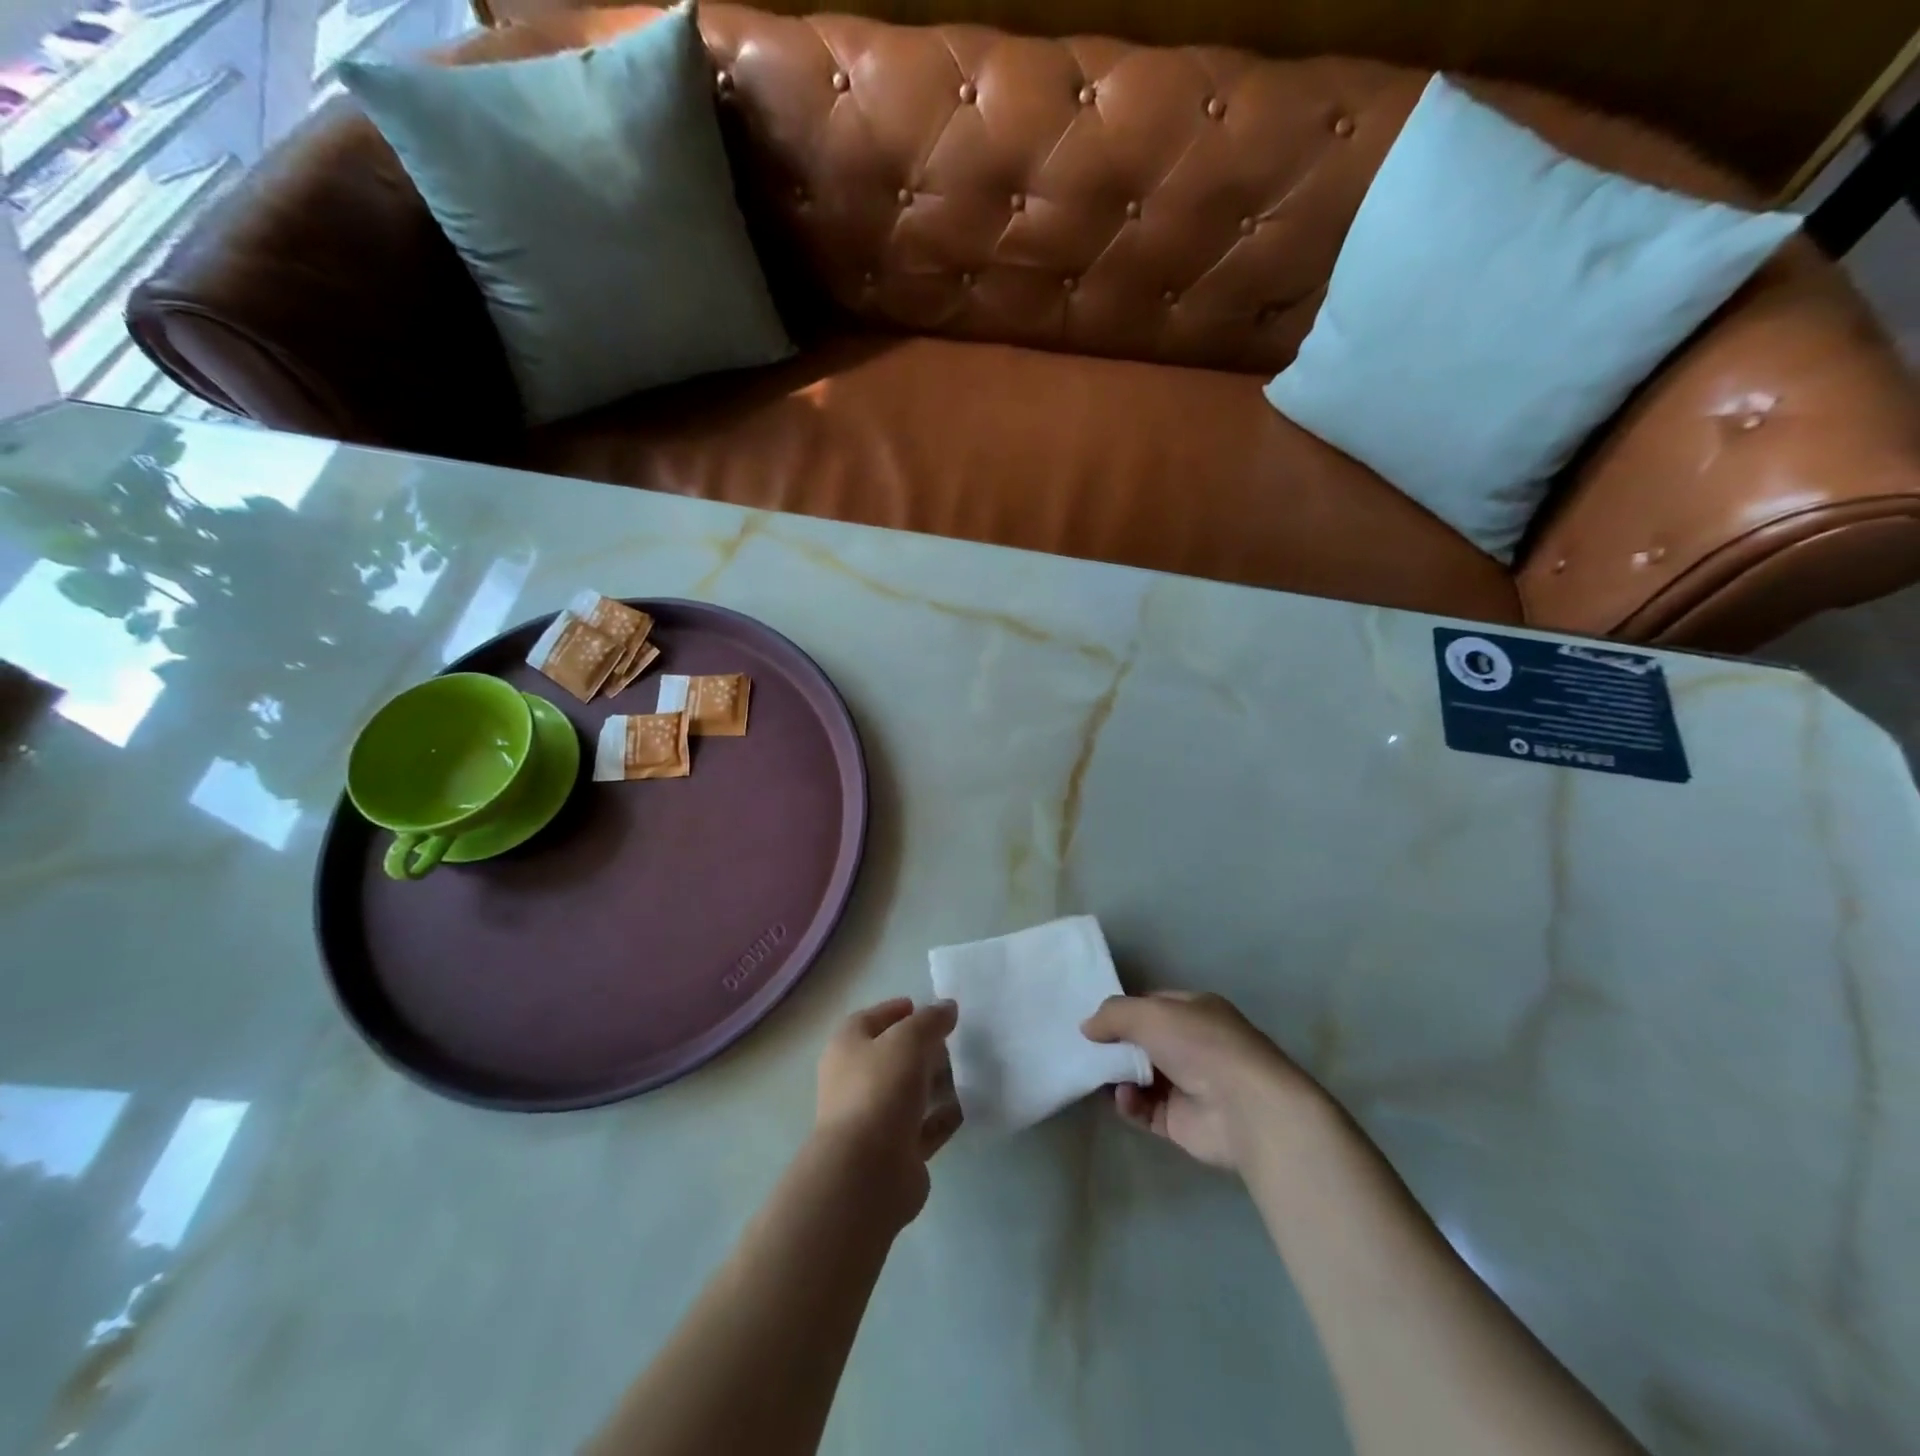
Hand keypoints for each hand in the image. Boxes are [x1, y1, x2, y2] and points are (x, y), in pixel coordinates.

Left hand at [814, 997, 961, 1221]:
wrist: (865, 1173)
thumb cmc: (879, 1091)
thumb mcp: (908, 1040)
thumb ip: (930, 1020)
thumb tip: (947, 1007)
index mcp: (847, 1048)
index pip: (868, 1020)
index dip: (894, 1011)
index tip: (923, 1007)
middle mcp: (854, 1081)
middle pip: (891, 1056)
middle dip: (921, 1047)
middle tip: (953, 1040)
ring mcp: (873, 1119)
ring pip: (908, 1092)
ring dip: (934, 1082)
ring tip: (967, 1071)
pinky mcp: (895, 1152)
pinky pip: (923, 1127)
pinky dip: (942, 1117)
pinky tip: (966, 1107)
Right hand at [1082, 991, 1325, 1171]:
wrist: (1246, 1109)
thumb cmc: (1200, 1046)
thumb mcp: (1150, 1014)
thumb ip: (1113, 1015)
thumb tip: (1086, 1027)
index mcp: (1194, 1011)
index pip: (1150, 1005)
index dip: (1122, 1011)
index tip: (1093, 1020)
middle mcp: (1193, 1045)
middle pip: (1142, 1042)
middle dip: (1115, 1046)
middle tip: (1086, 1050)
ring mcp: (1188, 1084)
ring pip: (1140, 1076)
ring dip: (1118, 1076)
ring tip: (1100, 1075)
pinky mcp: (1181, 1121)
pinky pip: (1144, 1109)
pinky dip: (1130, 1104)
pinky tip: (1124, 1099)